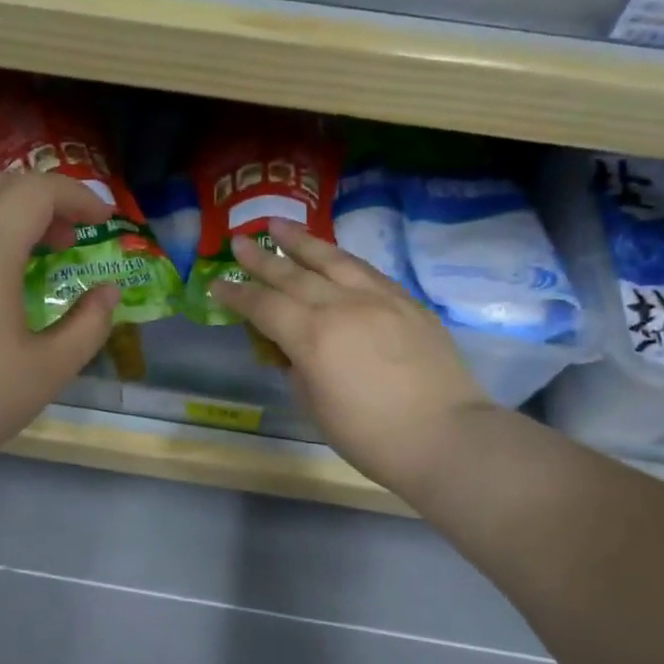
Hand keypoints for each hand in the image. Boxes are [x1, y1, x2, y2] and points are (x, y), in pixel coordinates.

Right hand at [208, 220, 496, 497]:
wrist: (446, 437)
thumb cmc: (371, 436)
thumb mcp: (317, 408)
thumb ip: (298, 370)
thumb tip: (292, 349)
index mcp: (312, 336)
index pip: (264, 307)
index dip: (237, 295)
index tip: (217, 284)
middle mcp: (342, 306)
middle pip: (293, 274)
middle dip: (262, 259)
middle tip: (238, 241)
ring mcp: (379, 299)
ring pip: (333, 260)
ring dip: (302, 242)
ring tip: (279, 225)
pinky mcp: (407, 302)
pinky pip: (366, 271)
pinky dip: (341, 259)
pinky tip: (333, 256)